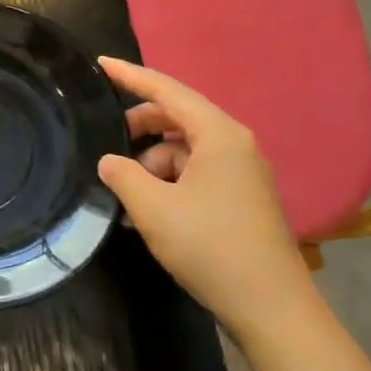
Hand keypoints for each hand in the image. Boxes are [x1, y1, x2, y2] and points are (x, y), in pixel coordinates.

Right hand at [96, 57, 319, 341]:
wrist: (270, 307)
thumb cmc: (210, 246)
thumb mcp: (152, 208)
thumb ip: (123, 175)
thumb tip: (110, 161)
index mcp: (219, 135)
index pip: (167, 90)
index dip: (130, 76)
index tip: (100, 64)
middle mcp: (235, 144)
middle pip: (177, 118)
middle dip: (138, 129)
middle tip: (105, 143)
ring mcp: (242, 173)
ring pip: (184, 150)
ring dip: (151, 164)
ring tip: (125, 195)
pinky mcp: (241, 198)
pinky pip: (195, 174)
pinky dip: (168, 183)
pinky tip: (147, 213)